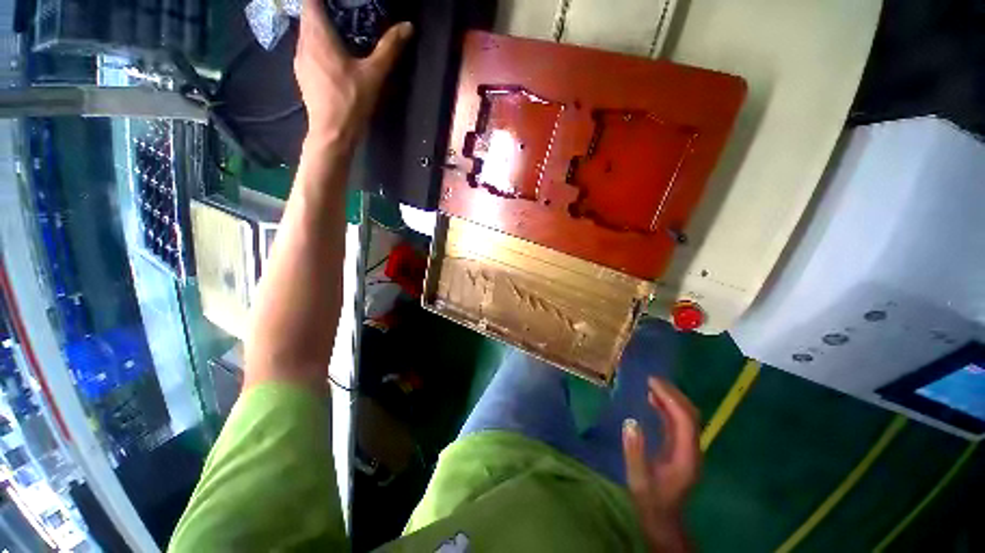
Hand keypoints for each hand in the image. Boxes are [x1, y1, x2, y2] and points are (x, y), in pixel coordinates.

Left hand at [295, 0, 412, 146]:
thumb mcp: (374, 74)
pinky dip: (318, 45)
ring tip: (341, 32)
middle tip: (346, 14)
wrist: (332, 132)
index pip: (310, 0)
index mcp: (317, 34)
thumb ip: (389, 48)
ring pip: (306, 32)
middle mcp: (302, 41)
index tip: (341, 3)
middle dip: (325, 9)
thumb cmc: (351, 101)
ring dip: (320, 27)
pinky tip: (333, 57)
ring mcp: (299, 59)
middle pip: (308, 14)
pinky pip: (307, 49)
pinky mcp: (302, 74)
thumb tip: (408, 26)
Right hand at [622, 377, 700, 552]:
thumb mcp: (638, 479)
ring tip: (651, 384)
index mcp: (685, 457)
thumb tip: (630, 422)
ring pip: (685, 417)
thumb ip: (635, 452)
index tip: (651, 383)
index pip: (685, 420)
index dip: (671, 399)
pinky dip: (667, 408)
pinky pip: (677, 422)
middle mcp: (692, 450)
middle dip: (673, 394)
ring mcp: (688, 449)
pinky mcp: (680, 449)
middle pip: (690, 415)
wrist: (663, 522)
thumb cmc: (650, 502)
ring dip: (671, 398)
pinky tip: (653, 401)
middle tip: (651, 379)